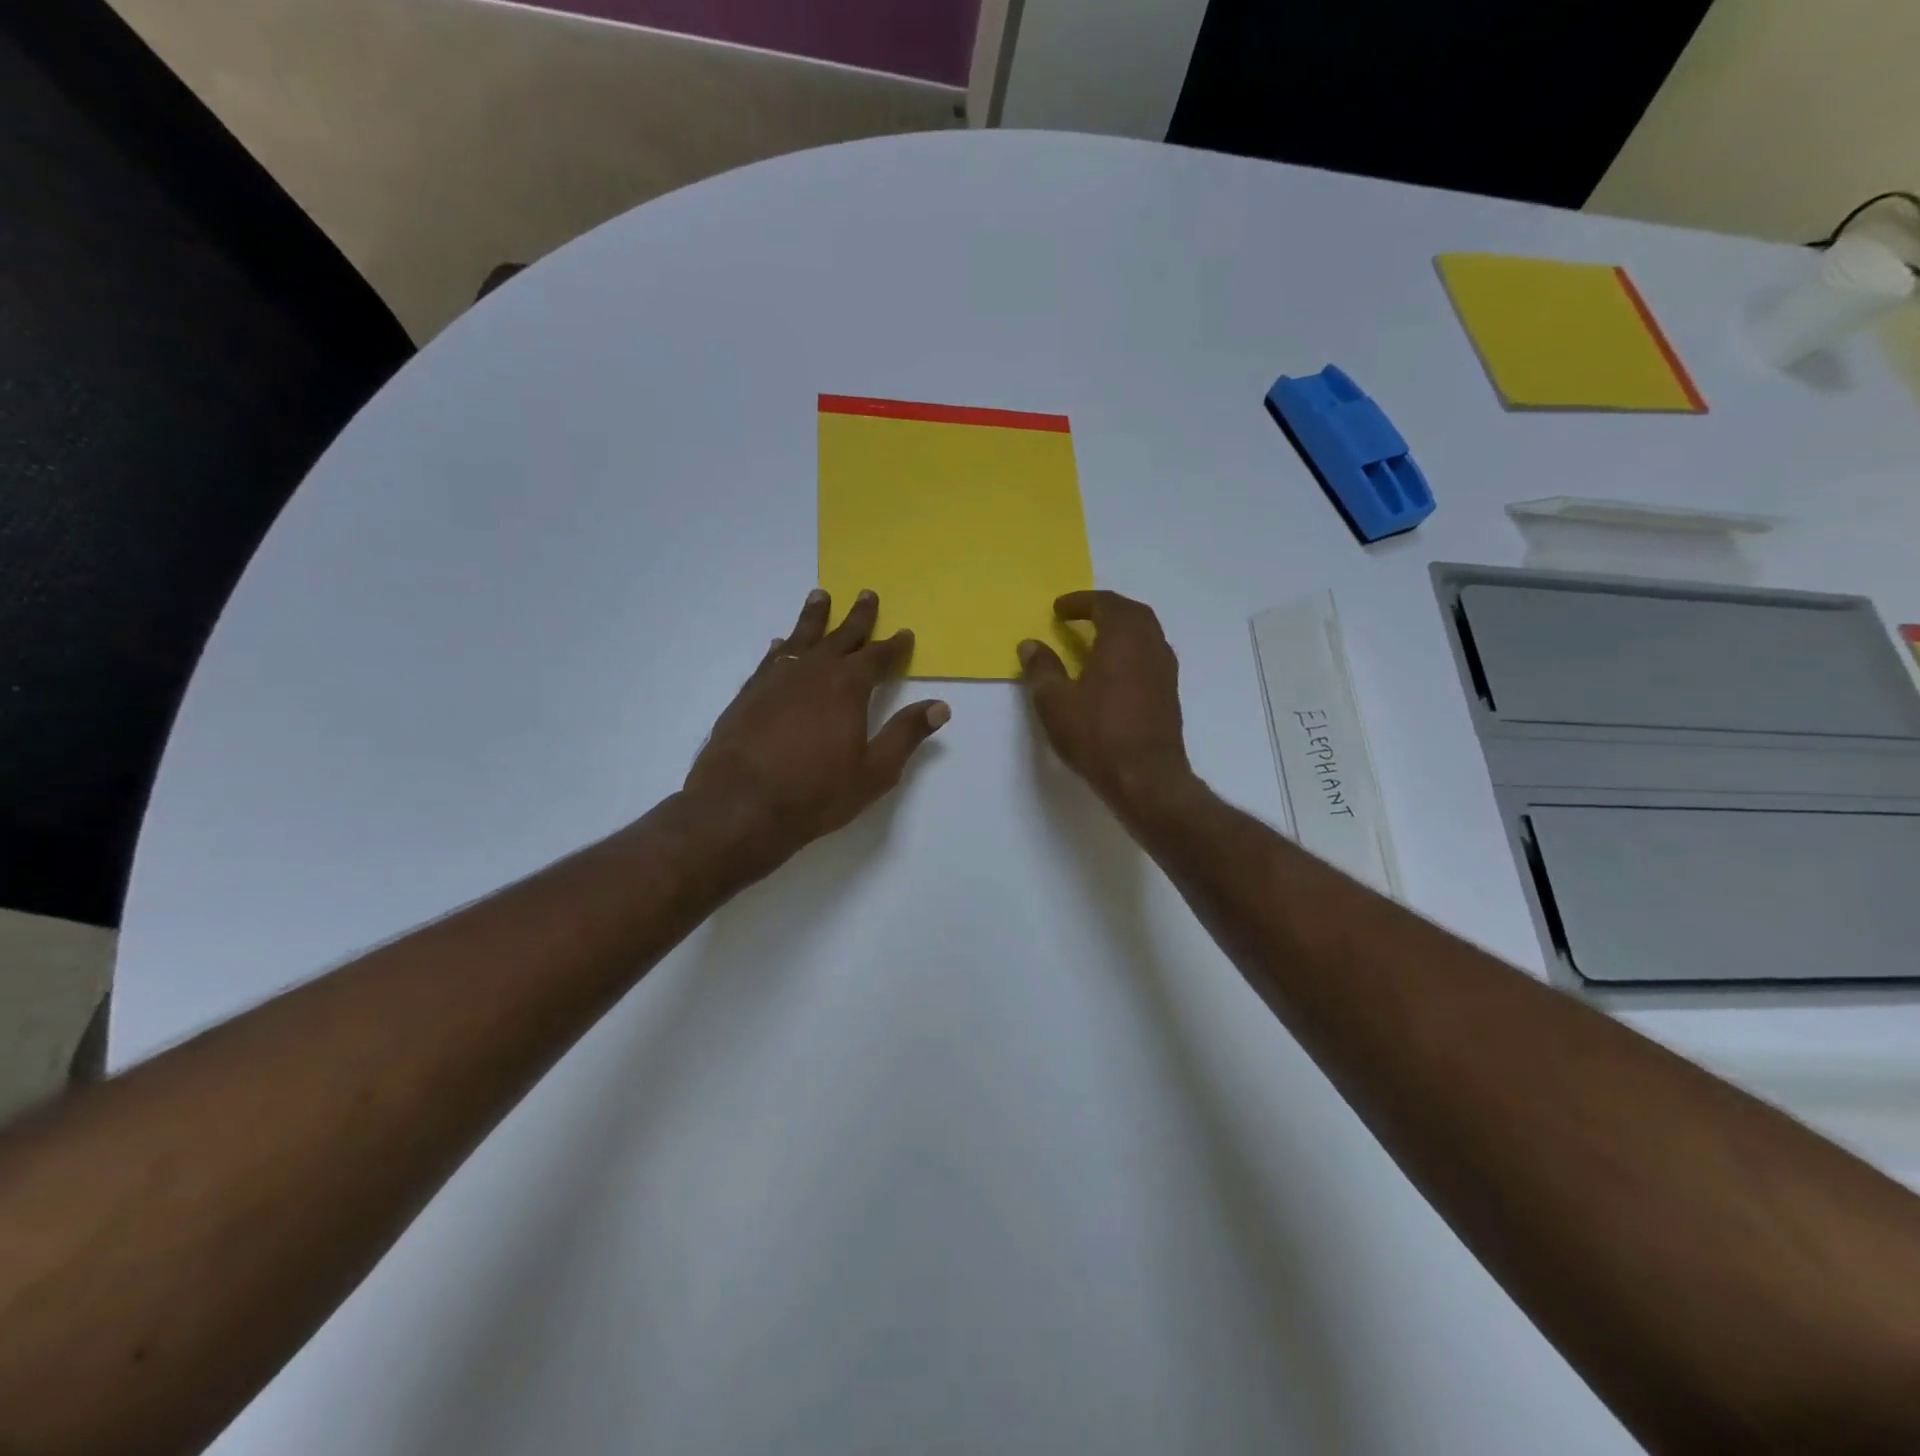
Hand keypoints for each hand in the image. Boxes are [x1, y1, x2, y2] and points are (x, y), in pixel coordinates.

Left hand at [684, 589, 948, 882]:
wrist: (740, 805)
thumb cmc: (815, 793)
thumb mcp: (874, 771)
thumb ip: (906, 735)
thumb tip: (940, 706)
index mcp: (848, 687)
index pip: (877, 657)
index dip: (893, 645)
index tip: (904, 632)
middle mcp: (813, 672)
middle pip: (840, 636)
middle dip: (857, 617)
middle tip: (867, 594)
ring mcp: (777, 679)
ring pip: (801, 638)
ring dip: (814, 617)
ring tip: (820, 596)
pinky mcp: (749, 693)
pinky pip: (771, 659)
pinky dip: (782, 647)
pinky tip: (781, 645)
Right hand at [1018, 591, 1193, 818]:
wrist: (1146, 779)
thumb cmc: (1097, 736)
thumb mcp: (1056, 703)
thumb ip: (1042, 669)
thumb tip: (1030, 645)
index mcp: (1123, 639)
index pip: (1105, 604)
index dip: (1080, 602)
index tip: (1058, 609)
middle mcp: (1150, 646)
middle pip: (1132, 613)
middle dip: (1105, 609)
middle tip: (1081, 616)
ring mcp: (1165, 670)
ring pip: (1146, 634)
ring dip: (1121, 629)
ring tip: (1095, 641)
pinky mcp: (1169, 694)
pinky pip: (1150, 655)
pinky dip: (1131, 650)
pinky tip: (1113, 672)